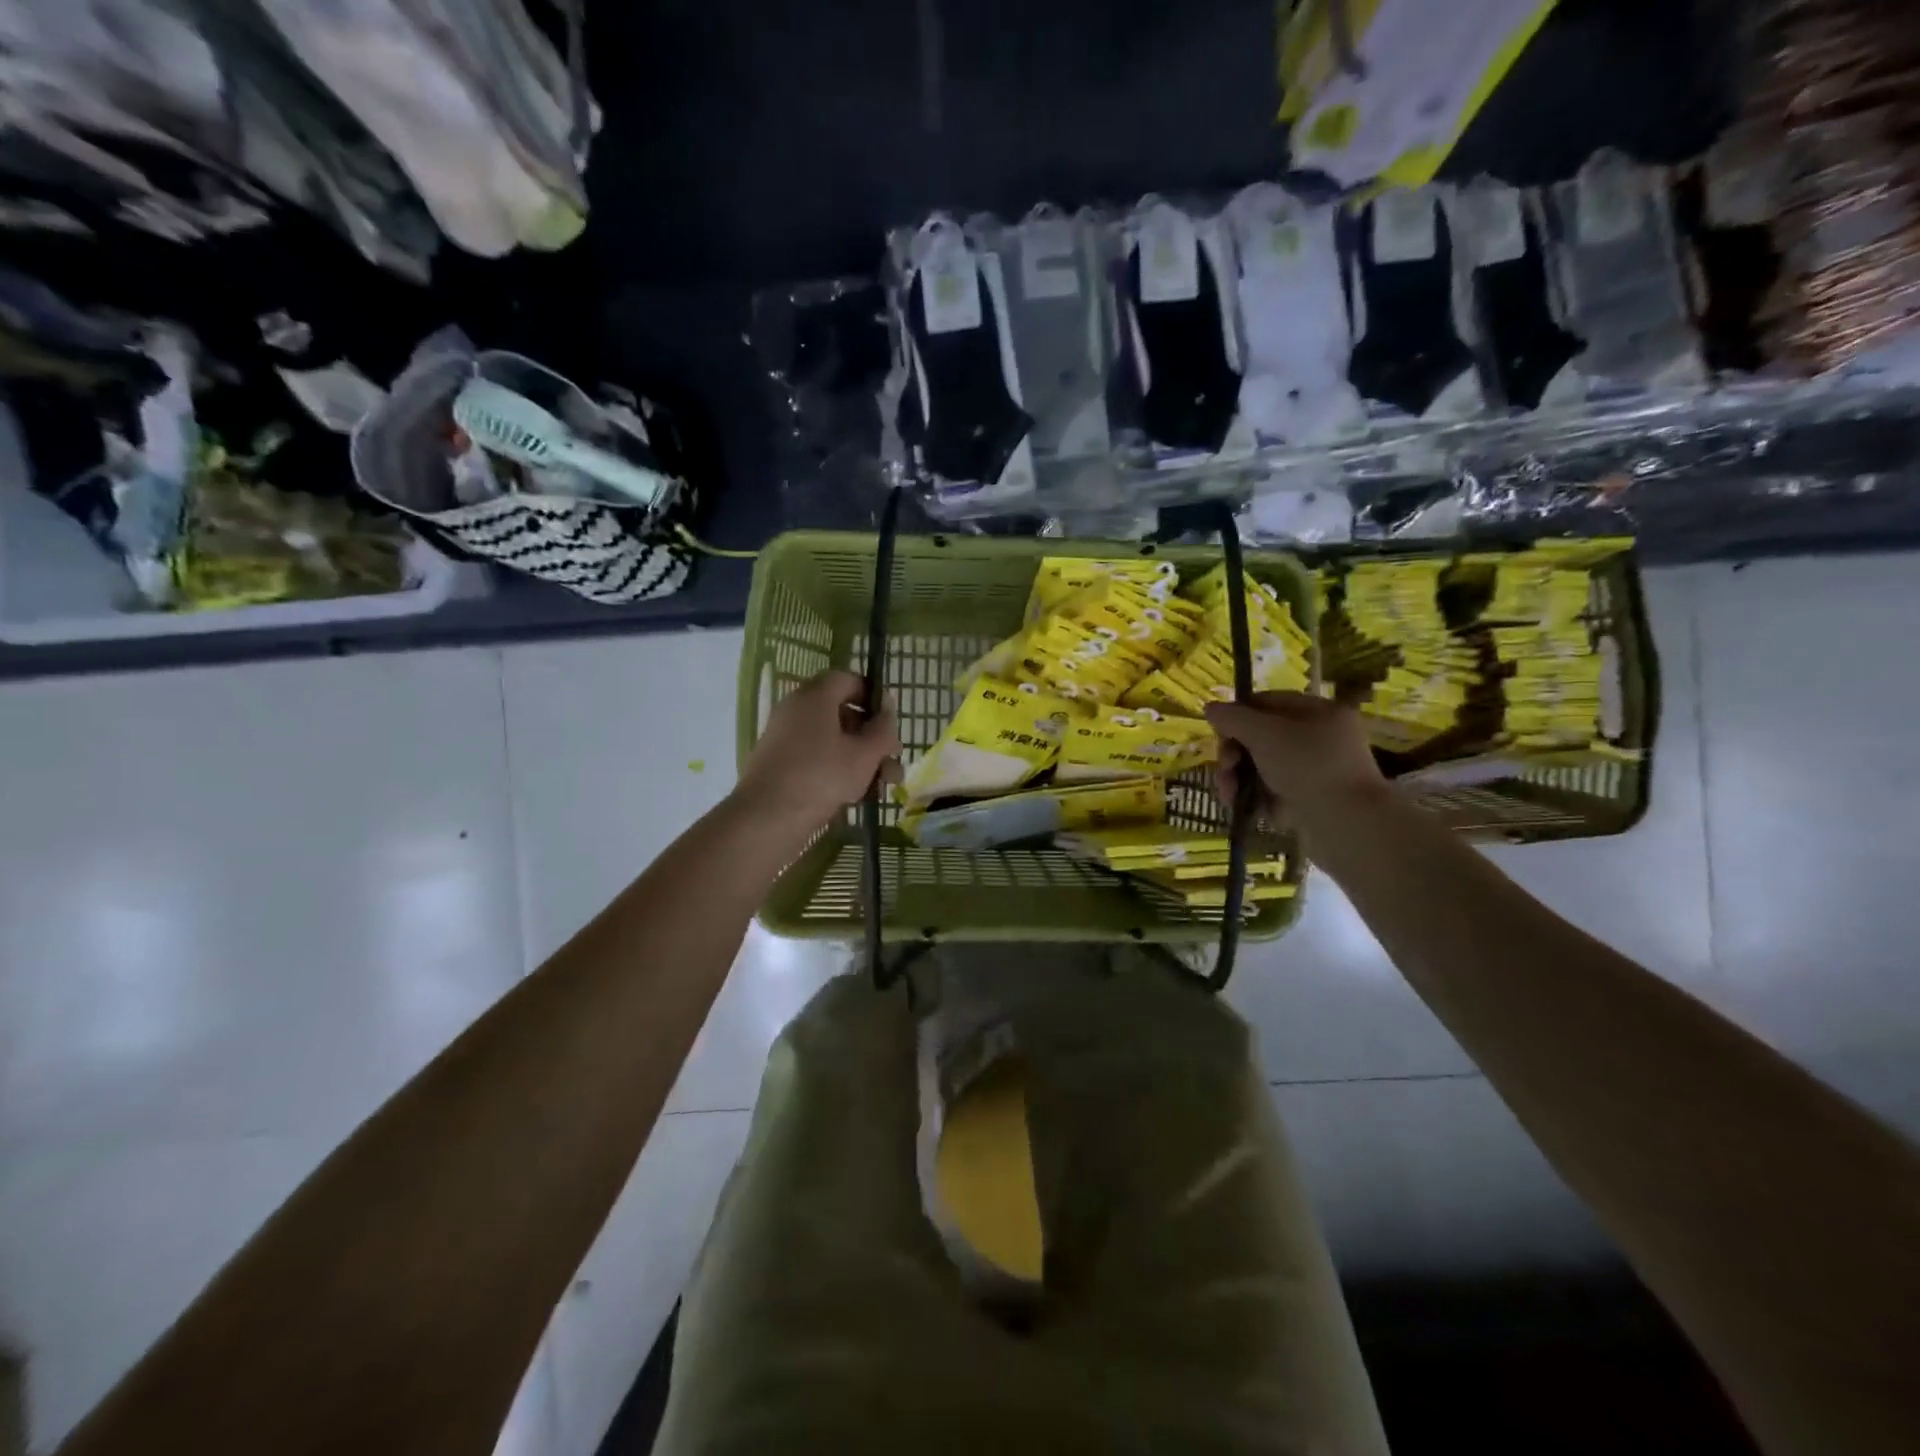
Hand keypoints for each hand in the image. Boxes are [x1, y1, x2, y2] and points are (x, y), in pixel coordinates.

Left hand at [733, 669, 901, 833]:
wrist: (767, 818)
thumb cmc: (821, 777)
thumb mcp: (864, 754)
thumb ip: (883, 729)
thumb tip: (888, 709)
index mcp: (814, 697)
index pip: (848, 680)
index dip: (873, 696)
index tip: (891, 720)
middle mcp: (796, 711)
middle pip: (842, 714)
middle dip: (873, 737)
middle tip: (893, 757)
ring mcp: (786, 739)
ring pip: (833, 741)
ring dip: (862, 759)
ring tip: (885, 785)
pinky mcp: (781, 765)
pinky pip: (817, 758)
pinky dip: (839, 770)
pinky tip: (861, 795)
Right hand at [1204, 691, 1387, 836]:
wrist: (1347, 825)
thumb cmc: (1307, 767)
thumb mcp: (1264, 734)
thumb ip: (1233, 718)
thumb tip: (1211, 708)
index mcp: (1318, 712)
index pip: (1266, 702)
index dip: (1237, 715)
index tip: (1218, 733)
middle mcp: (1319, 738)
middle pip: (1260, 737)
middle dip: (1234, 753)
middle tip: (1225, 768)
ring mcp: (1316, 772)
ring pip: (1262, 767)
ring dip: (1238, 778)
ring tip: (1230, 795)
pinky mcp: (1310, 801)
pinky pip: (1273, 792)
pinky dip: (1256, 799)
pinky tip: (1244, 809)